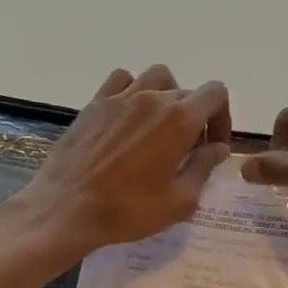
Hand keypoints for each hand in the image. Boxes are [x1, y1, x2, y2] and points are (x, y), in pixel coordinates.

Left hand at [15, 65, 231, 258]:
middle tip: (187, 151)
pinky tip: (128, 116)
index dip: (222, 118)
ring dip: (167, 96)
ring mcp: (120, 97)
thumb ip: (204, 168)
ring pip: (157, 78)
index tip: (213, 147)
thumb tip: (217, 148)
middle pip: (187, 92)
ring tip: (160, 126)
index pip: (216, 94)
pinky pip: (122, 80)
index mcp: (179, 120)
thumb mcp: (180, 201)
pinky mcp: (95, 104)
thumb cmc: (127, 210)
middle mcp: (152, 98)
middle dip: (196, 117)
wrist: (65, 210)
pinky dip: (133, 90)